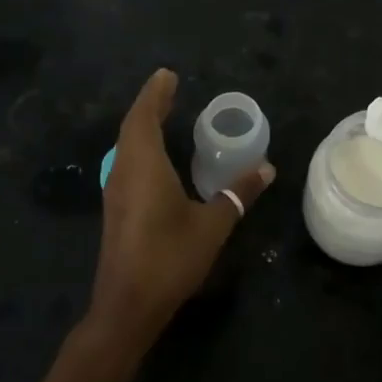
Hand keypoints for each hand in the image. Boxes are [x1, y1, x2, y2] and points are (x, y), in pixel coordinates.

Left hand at [91, 69, 274, 346]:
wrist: (127, 306)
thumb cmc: (169, 258)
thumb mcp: (212, 225)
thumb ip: (238, 194)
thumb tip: (266, 168)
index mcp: (143, 166)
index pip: (143, 117)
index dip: (155, 94)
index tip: (167, 75)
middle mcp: (123, 172)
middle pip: (132, 127)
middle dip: (150, 105)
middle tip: (170, 89)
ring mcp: (115, 192)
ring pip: (126, 146)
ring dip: (143, 125)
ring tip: (164, 114)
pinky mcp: (116, 209)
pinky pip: (127, 162)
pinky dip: (141, 146)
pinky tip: (157, 157)